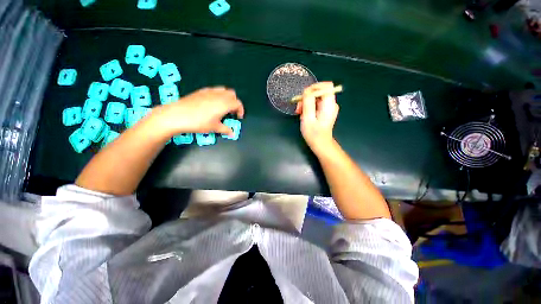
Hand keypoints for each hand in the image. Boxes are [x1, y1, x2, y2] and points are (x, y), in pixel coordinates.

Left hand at [151, 87, 243, 136]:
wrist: (177, 115)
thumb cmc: (199, 122)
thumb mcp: (214, 128)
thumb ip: (226, 130)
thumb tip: (232, 134)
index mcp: (224, 104)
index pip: (238, 103)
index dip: (241, 110)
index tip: (238, 117)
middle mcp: (219, 95)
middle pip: (232, 95)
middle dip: (235, 103)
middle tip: (231, 112)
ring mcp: (209, 91)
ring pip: (224, 90)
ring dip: (227, 98)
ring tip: (223, 107)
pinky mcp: (201, 91)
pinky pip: (214, 90)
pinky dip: (218, 95)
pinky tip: (212, 103)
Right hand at [295, 82, 338, 153]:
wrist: (320, 144)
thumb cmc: (314, 134)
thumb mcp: (308, 118)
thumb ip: (308, 102)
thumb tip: (307, 90)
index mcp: (329, 104)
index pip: (326, 86)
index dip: (313, 88)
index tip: (304, 97)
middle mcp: (331, 103)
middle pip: (319, 91)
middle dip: (307, 97)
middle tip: (298, 108)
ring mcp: (328, 107)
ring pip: (316, 97)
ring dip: (306, 102)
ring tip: (299, 112)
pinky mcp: (325, 110)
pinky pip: (316, 103)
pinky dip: (308, 106)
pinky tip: (304, 114)